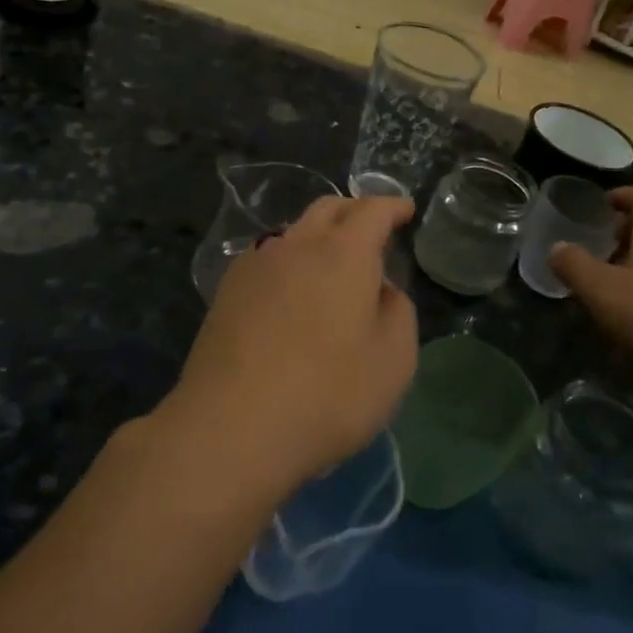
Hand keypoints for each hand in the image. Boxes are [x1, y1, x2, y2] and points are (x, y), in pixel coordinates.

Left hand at [164, 195, 418, 496]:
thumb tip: (380, 290)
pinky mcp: (226, 292)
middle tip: (372, 228)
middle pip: (327, 209)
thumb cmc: (327, 394)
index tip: (406, 210)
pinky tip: (291, 290)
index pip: (372, 211)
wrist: (231, 426)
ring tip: (332, 262)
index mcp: (343, 253)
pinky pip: (267, 259)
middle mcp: (296, 246)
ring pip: (294, 232)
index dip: (392, 206)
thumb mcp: (393, 361)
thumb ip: (397, 313)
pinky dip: (290, 260)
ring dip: (319, 236)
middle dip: (354, 211)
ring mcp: (255, 266)